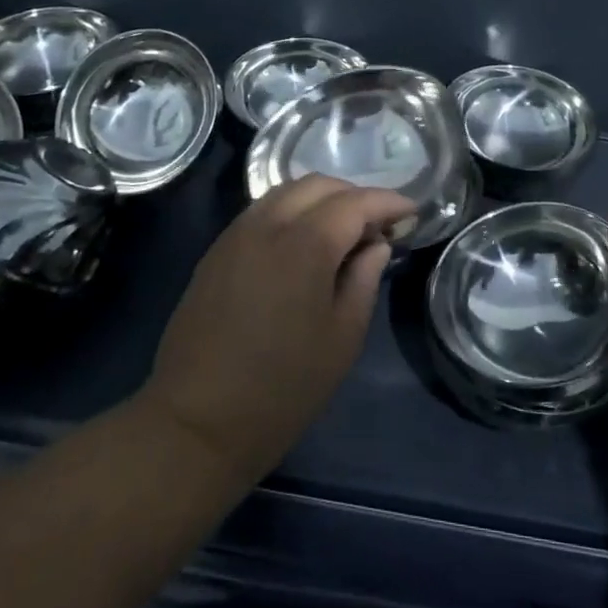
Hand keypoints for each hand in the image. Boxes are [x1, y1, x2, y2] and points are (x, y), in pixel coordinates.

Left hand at [143, 177, 412, 478]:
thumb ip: (364, 279)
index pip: (355, 202)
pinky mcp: (217, 249)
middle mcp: (269, 224)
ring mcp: (237, 233)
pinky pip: (263, 209)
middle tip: (378, 224)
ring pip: (287, 191)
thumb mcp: (342, 339)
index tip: (411, 211)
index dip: (388, 202)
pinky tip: (303, 240)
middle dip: (355, 195)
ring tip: (343, 229)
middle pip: (319, 185)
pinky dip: (292, 210)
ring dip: (322, 198)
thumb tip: (375, 245)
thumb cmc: (282, 389)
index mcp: (305, 244)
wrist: (195, 423)